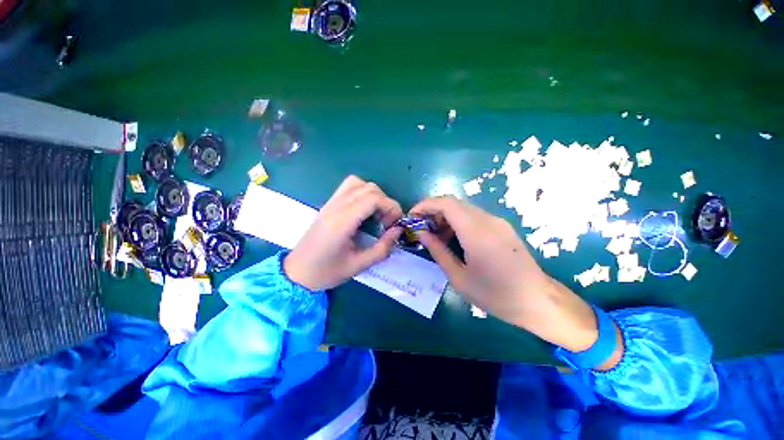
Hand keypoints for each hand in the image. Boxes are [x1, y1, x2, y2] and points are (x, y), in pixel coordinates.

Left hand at [284, 176, 402, 290]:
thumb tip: (398, 230)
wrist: (296, 272)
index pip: (372, 198)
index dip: (391, 206)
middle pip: (368, 188)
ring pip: (357, 183)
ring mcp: (330, 203)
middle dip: (385, 202)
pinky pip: (348, 187)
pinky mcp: (328, 205)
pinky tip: (364, 211)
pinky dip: (362, 192)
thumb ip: (382, 248)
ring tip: (377, 214)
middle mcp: (335, 207)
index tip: (396, 223)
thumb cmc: (326, 272)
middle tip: (387, 222)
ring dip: (374, 195)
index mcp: (342, 221)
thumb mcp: (359, 265)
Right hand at [410, 195, 549, 323]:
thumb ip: (438, 251)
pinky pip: (474, 216)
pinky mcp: (502, 227)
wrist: (538, 300)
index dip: (426, 204)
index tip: (412, 215)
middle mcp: (488, 220)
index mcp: (476, 232)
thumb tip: (421, 233)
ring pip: (463, 208)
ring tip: (434, 235)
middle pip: (454, 203)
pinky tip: (453, 238)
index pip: (447, 203)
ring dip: (445, 216)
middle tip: (420, 227)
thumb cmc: (496, 295)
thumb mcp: (459, 278)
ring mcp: (497, 222)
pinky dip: (458, 221)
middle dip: (433, 210)